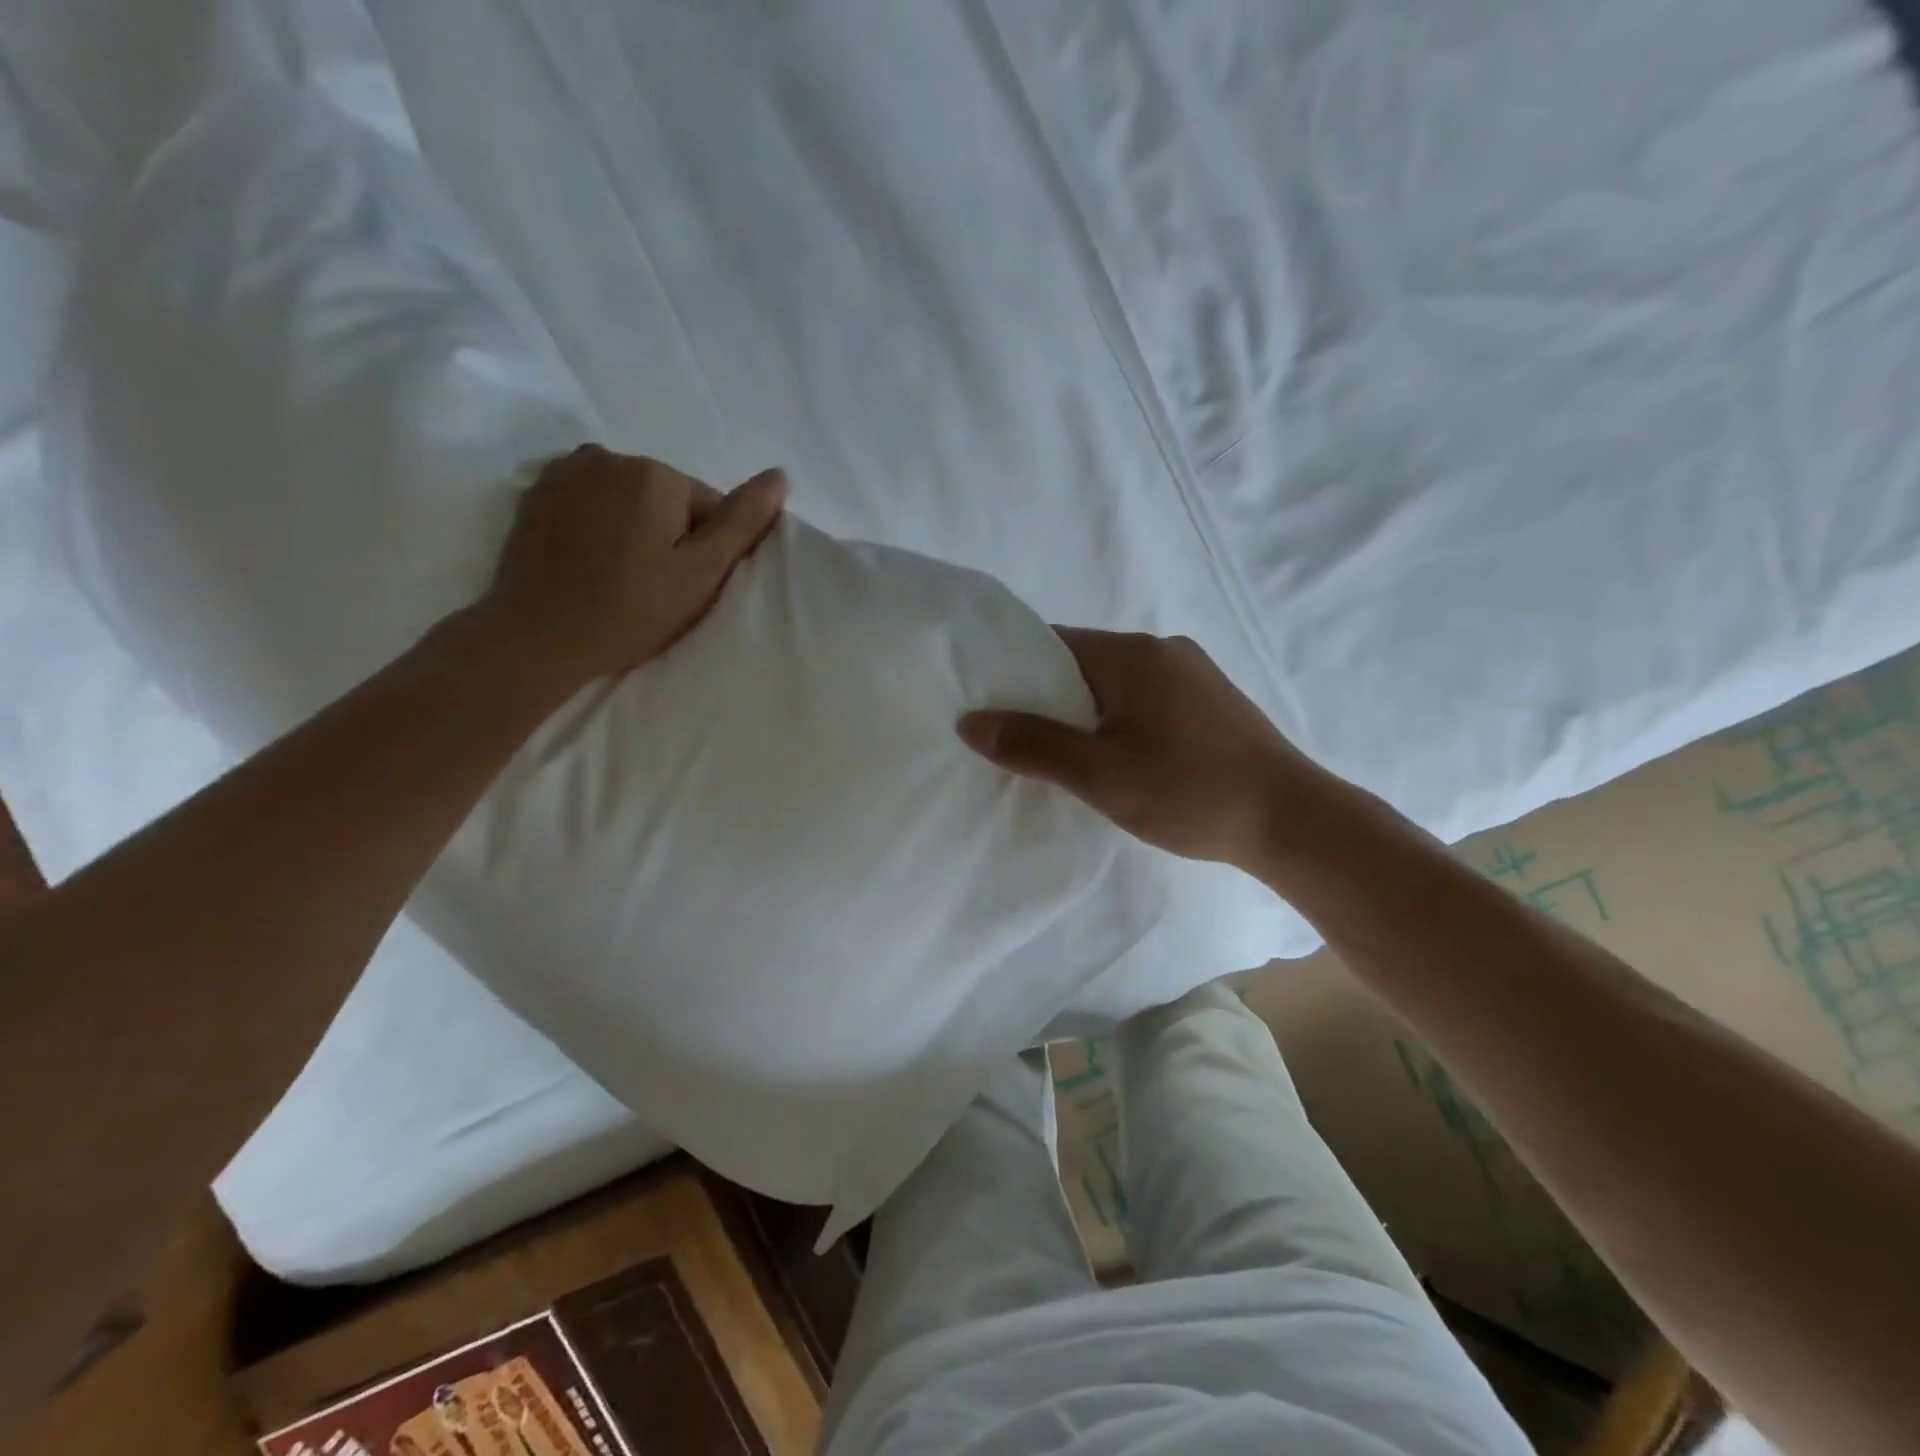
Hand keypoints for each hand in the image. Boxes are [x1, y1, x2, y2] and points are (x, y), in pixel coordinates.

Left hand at [476, 446, 786, 687]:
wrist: (538, 636)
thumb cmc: (631, 609)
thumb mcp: (701, 572)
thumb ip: (742, 521)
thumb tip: (780, 476)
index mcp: (657, 474)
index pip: (709, 506)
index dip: (707, 549)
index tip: (687, 585)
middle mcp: (611, 457)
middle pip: (666, 497)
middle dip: (670, 533)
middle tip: (656, 585)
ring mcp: (566, 472)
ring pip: (627, 496)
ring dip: (634, 525)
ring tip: (620, 573)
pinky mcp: (536, 493)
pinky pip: (588, 499)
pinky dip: (597, 521)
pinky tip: (590, 559)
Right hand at [958, 629, 1338, 868]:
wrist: (1292, 821)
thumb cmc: (1190, 792)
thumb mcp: (1100, 775)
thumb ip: (1034, 745)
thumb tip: (971, 721)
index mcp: (1132, 654)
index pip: (1052, 644)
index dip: (1014, 672)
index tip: (990, 705)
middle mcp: (1162, 650)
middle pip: (1083, 662)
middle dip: (1048, 697)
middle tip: (1020, 741)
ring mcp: (1192, 673)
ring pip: (1116, 684)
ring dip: (1086, 712)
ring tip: (1066, 756)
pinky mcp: (1211, 700)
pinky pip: (1146, 698)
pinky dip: (1120, 719)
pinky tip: (1121, 757)